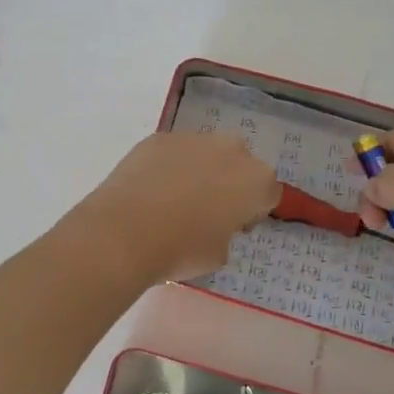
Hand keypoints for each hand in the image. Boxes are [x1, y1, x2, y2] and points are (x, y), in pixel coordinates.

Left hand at [70, 132, 281, 283]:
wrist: (125, 232)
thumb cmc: (181, 249)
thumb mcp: (218, 255)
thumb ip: (226, 234)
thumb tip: (213, 226)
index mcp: (256, 181)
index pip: (268, 194)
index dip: (252, 211)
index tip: (235, 227)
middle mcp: (232, 151)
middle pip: (240, 164)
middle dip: (230, 181)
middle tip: (207, 209)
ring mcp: (194, 139)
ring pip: (206, 152)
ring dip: (199, 170)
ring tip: (173, 198)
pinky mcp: (159, 138)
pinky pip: (173, 152)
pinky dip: (168, 166)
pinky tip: (150, 189)